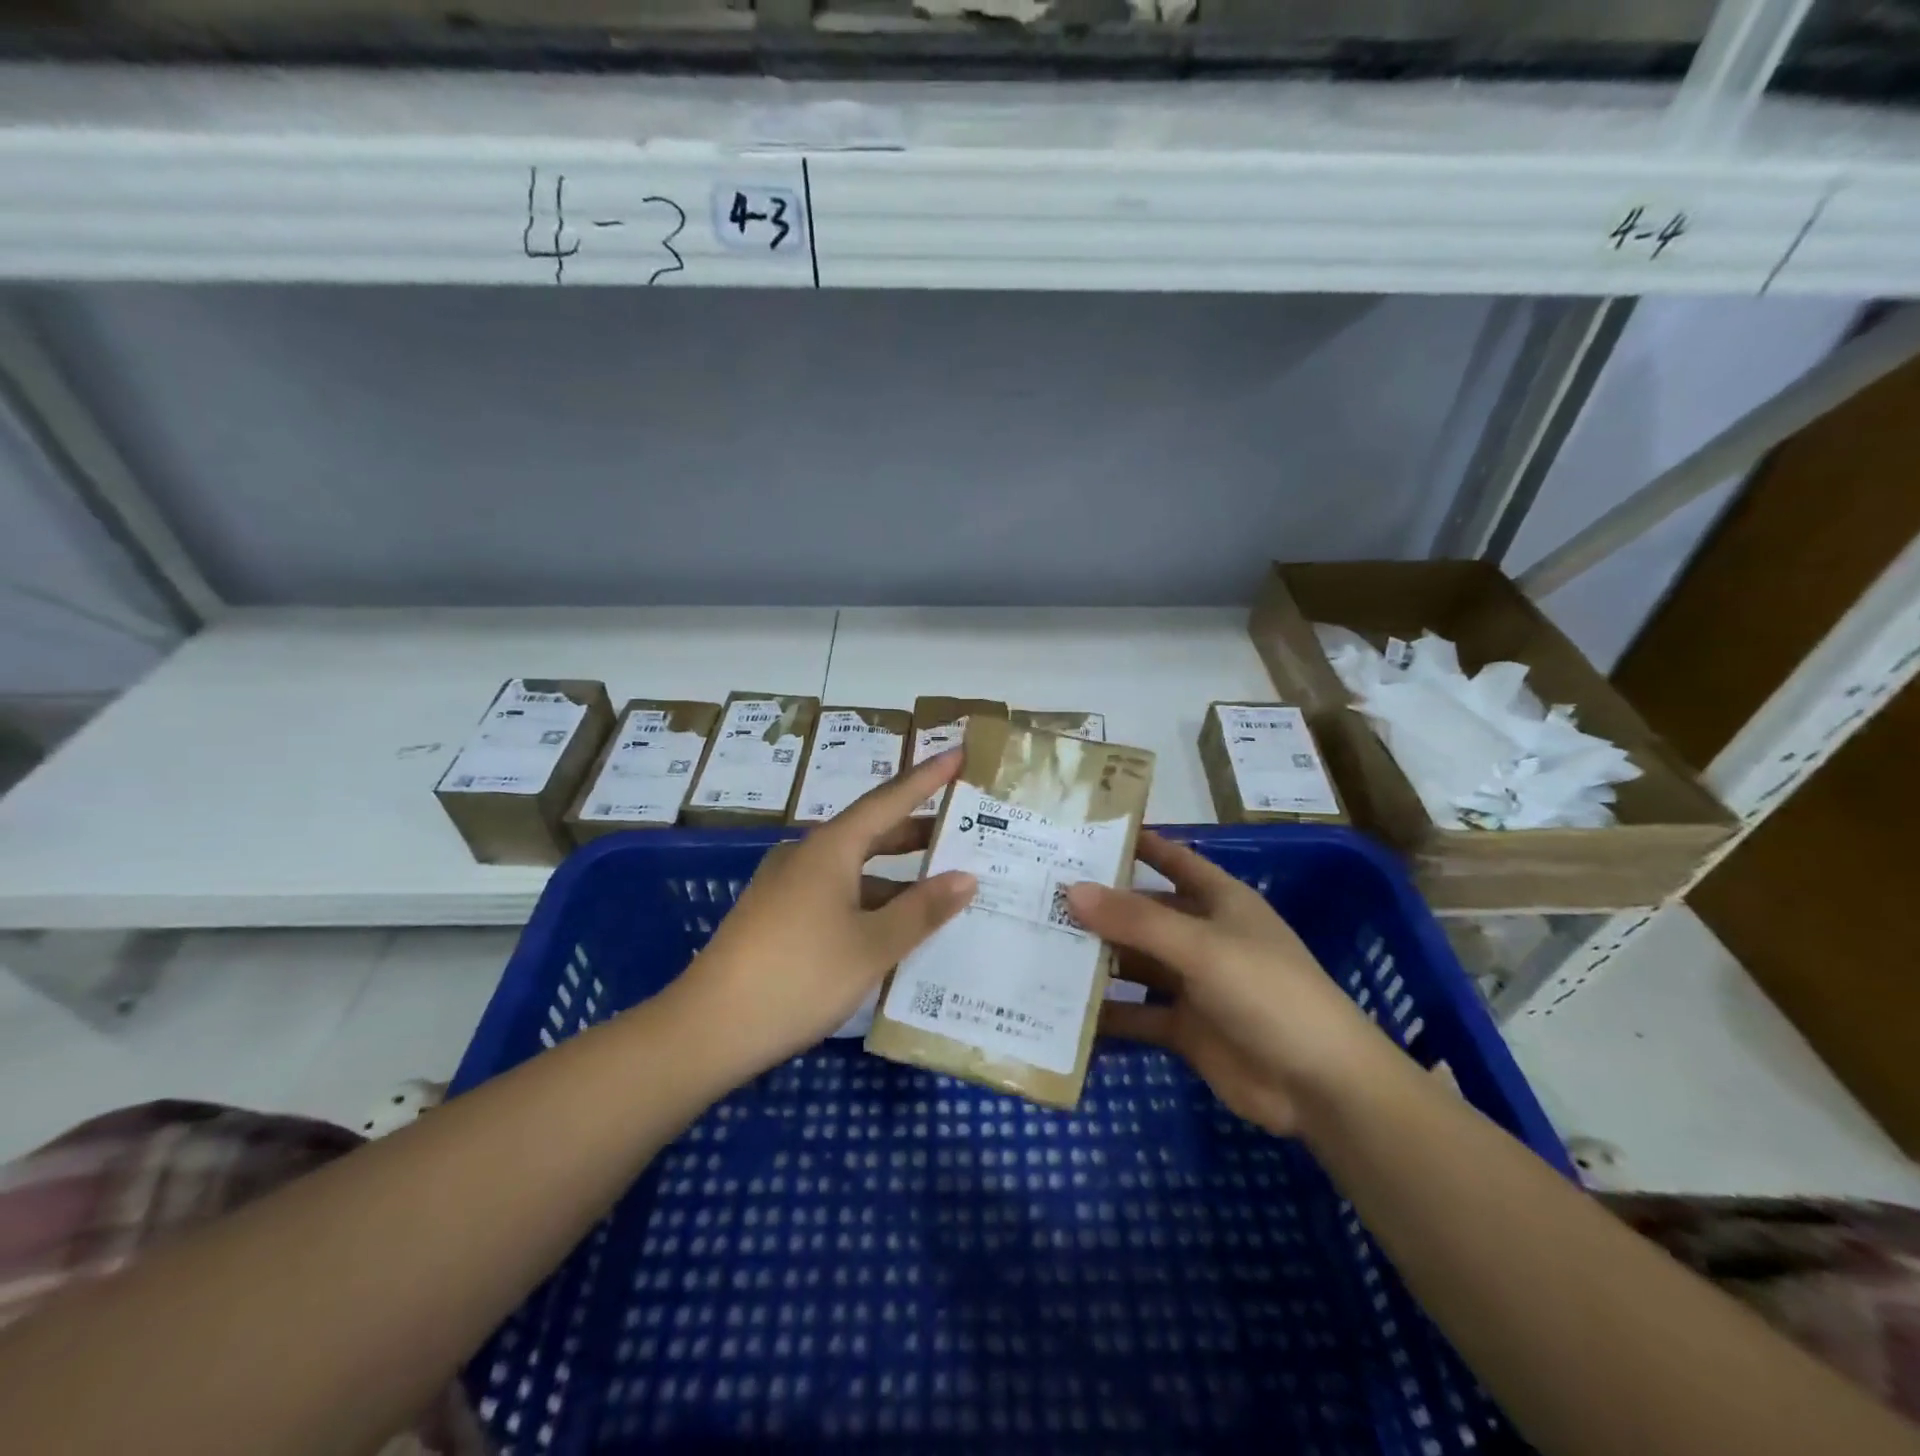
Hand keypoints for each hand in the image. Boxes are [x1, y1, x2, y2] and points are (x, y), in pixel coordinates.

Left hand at [681, 749, 976, 1076]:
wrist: (708, 1029)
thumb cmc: (799, 976)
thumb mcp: (872, 946)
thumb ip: (922, 910)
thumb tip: (966, 877)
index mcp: (830, 849)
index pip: (889, 800)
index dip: (927, 778)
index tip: (958, 754)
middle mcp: (806, 856)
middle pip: (870, 832)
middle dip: (916, 830)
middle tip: (961, 829)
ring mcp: (786, 887)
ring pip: (852, 868)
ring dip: (894, 874)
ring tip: (938, 885)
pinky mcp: (776, 917)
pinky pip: (835, 893)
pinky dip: (869, 899)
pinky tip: (890, 927)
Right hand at [1066, 832, 1387, 1135]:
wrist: (1320, 1086)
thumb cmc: (1268, 993)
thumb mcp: (1202, 947)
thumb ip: (1137, 920)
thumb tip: (1072, 890)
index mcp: (1218, 901)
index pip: (1171, 859)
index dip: (1134, 844)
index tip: (1081, 833)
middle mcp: (1201, 935)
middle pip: (1142, 912)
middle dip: (1098, 906)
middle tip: (1038, 895)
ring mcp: (1192, 984)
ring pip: (1134, 963)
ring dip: (1095, 960)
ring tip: (1036, 948)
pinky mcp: (1184, 1028)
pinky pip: (1136, 1015)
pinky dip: (1106, 1015)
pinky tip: (1061, 1012)